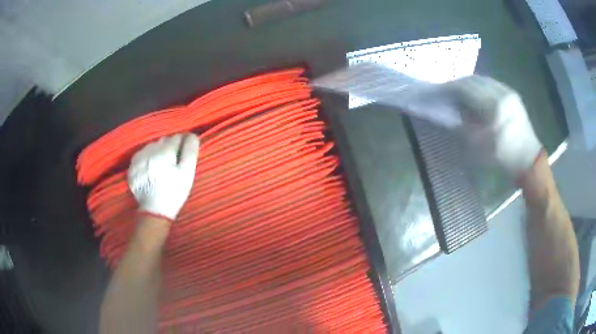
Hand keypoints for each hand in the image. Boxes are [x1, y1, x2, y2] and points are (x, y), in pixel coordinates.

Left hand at [128, 133, 199, 219]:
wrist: (154, 211)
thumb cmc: (174, 193)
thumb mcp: (187, 173)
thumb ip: (190, 151)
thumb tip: (192, 135)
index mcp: (164, 152)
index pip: (176, 137)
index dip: (183, 144)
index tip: (184, 154)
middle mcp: (149, 151)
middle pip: (163, 141)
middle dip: (170, 147)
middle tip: (174, 162)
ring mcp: (138, 158)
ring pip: (152, 146)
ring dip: (158, 151)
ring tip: (162, 166)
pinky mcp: (132, 166)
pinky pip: (142, 154)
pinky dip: (147, 158)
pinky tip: (151, 169)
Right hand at [446, 75, 541, 177]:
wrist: (528, 158)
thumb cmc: (503, 156)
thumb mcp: (479, 145)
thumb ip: (464, 124)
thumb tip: (453, 110)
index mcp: (494, 107)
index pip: (467, 89)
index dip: (451, 88)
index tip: (441, 91)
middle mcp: (502, 94)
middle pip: (475, 80)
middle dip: (459, 83)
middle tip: (449, 90)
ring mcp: (509, 92)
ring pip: (484, 79)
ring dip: (470, 83)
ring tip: (461, 90)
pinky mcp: (513, 94)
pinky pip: (493, 83)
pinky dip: (482, 85)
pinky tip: (477, 92)